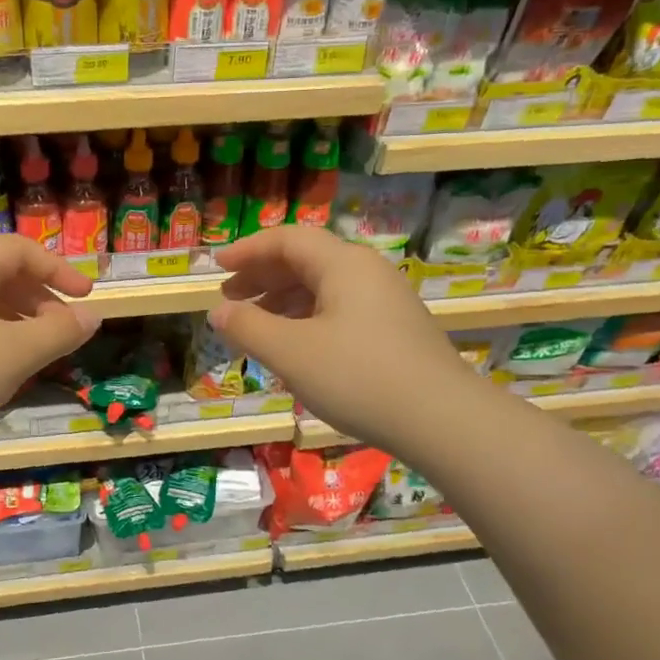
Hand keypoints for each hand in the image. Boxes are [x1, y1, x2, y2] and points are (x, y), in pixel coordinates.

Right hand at [209, 226, 469, 456]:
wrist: (442, 420)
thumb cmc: (357, 377)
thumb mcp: (290, 352)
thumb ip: (248, 327)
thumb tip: (218, 311)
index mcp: (343, 264)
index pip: (287, 240)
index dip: (248, 251)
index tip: (217, 268)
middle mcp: (367, 273)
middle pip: (306, 261)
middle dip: (263, 277)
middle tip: (230, 299)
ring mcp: (386, 302)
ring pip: (324, 288)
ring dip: (284, 302)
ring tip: (256, 327)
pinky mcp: (396, 331)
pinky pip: (341, 311)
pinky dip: (308, 320)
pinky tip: (296, 348)